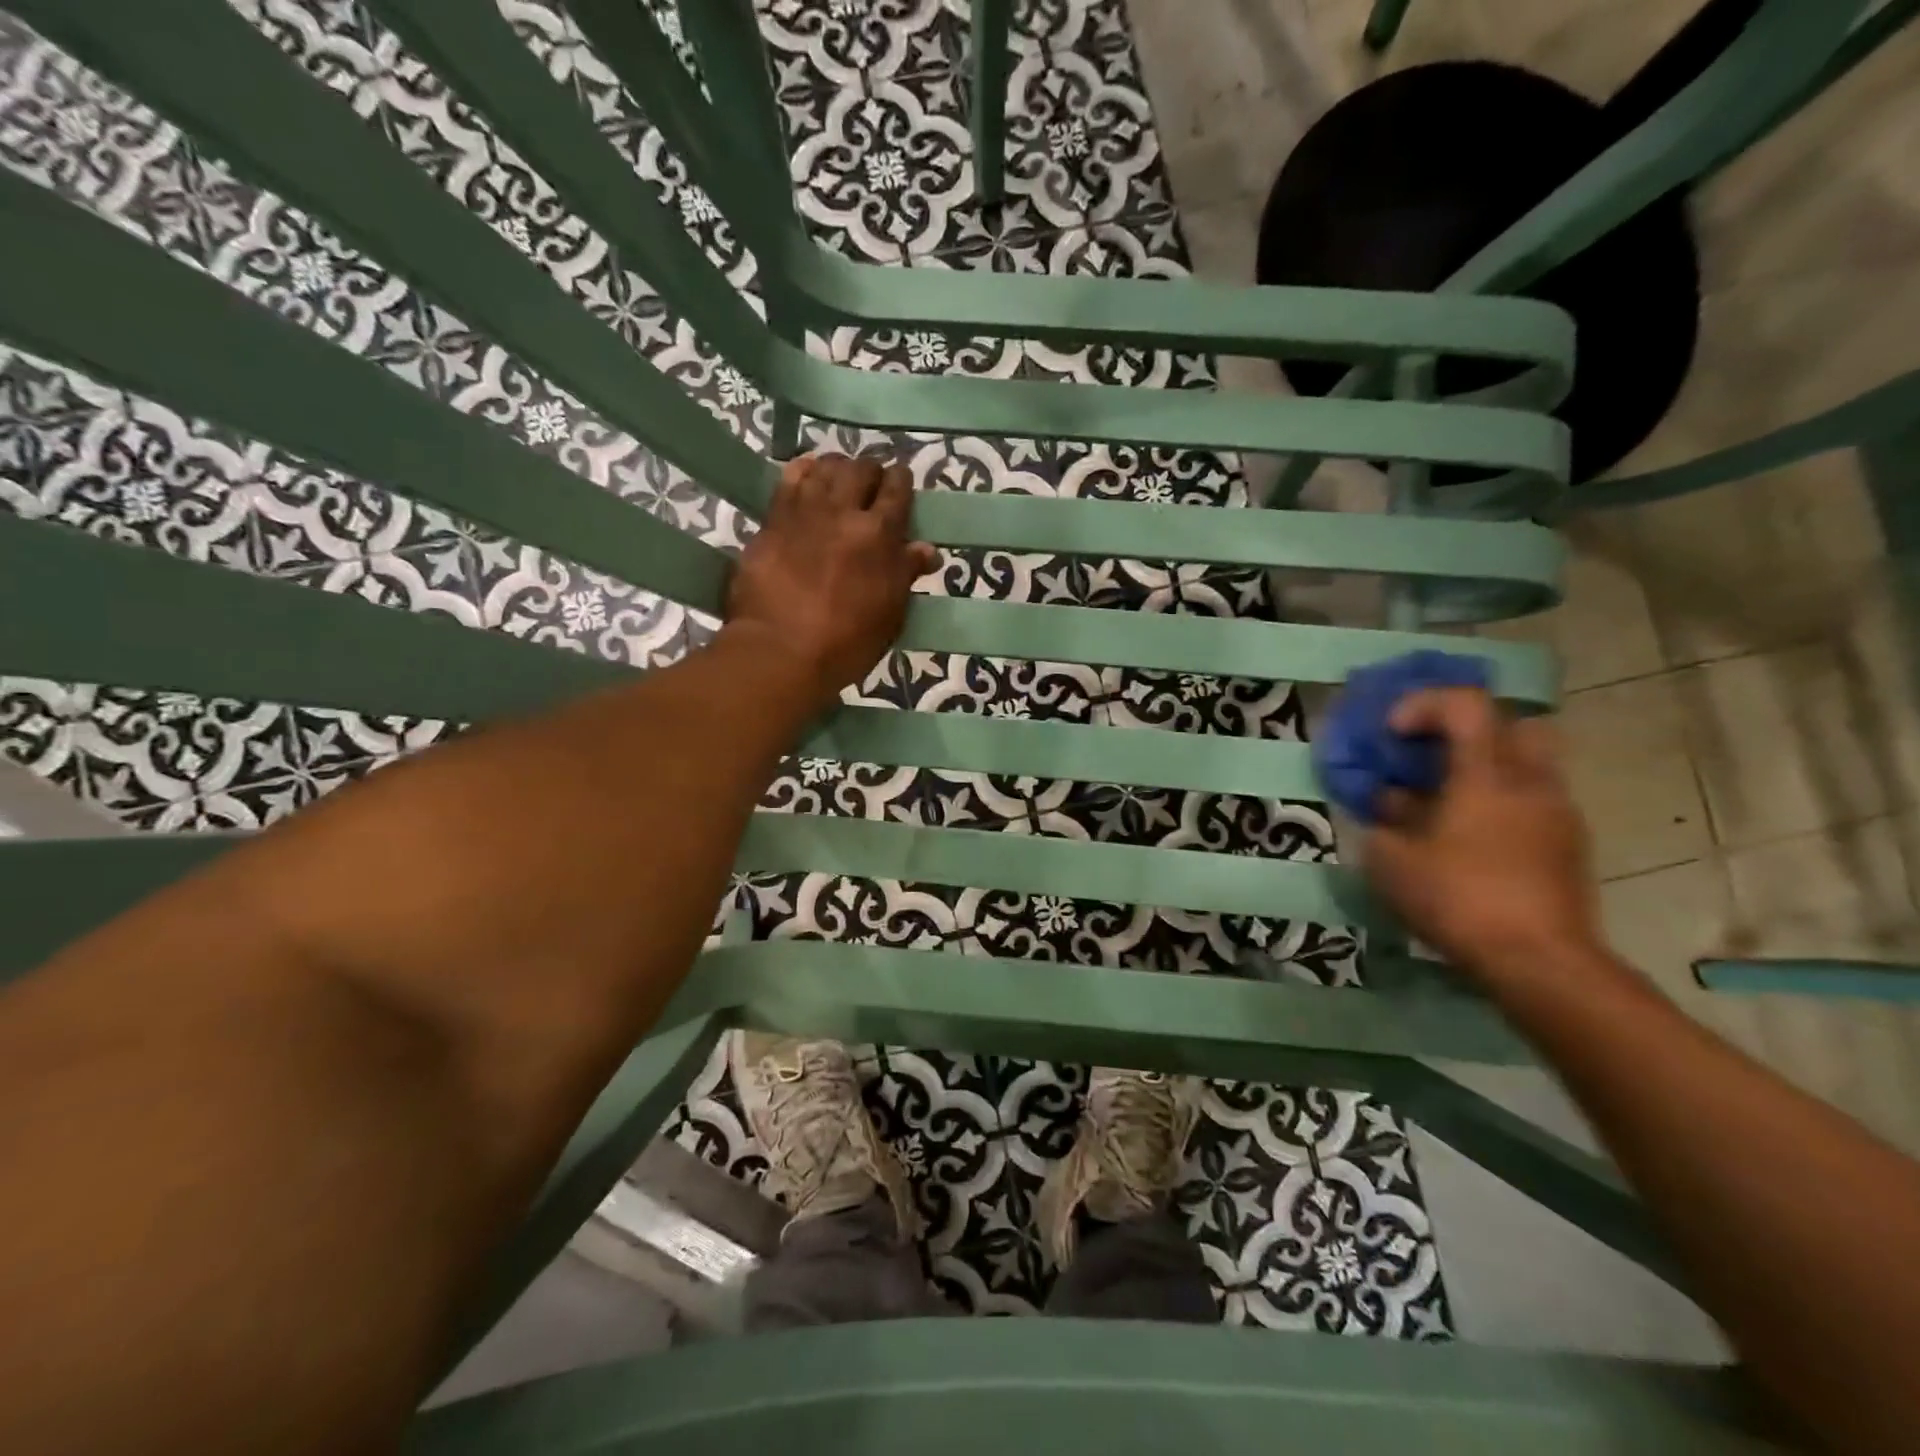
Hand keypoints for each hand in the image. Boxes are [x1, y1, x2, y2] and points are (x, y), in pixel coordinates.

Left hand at [725, 453, 938, 712]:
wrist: (780, 652)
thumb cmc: (846, 644)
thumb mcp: (889, 615)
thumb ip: (905, 575)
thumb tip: (927, 549)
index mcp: (879, 535)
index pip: (897, 489)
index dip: (901, 482)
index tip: (901, 484)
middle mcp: (843, 512)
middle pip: (861, 469)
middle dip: (870, 472)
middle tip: (871, 485)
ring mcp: (804, 512)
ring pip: (825, 468)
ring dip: (838, 468)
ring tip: (840, 479)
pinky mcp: (772, 521)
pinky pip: (789, 480)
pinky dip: (803, 472)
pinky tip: (807, 477)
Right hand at [1362, 687, 1599, 981]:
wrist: (1540, 962)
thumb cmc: (1458, 899)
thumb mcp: (1391, 861)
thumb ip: (1382, 823)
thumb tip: (1387, 806)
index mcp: (1487, 774)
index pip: (1466, 704)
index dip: (1424, 704)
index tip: (1393, 733)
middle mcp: (1531, 782)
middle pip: (1514, 724)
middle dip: (1469, 732)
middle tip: (1433, 757)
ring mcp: (1558, 815)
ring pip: (1526, 767)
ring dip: (1485, 772)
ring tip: (1445, 806)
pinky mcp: (1569, 848)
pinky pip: (1531, 804)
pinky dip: (1500, 806)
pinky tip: (1469, 842)